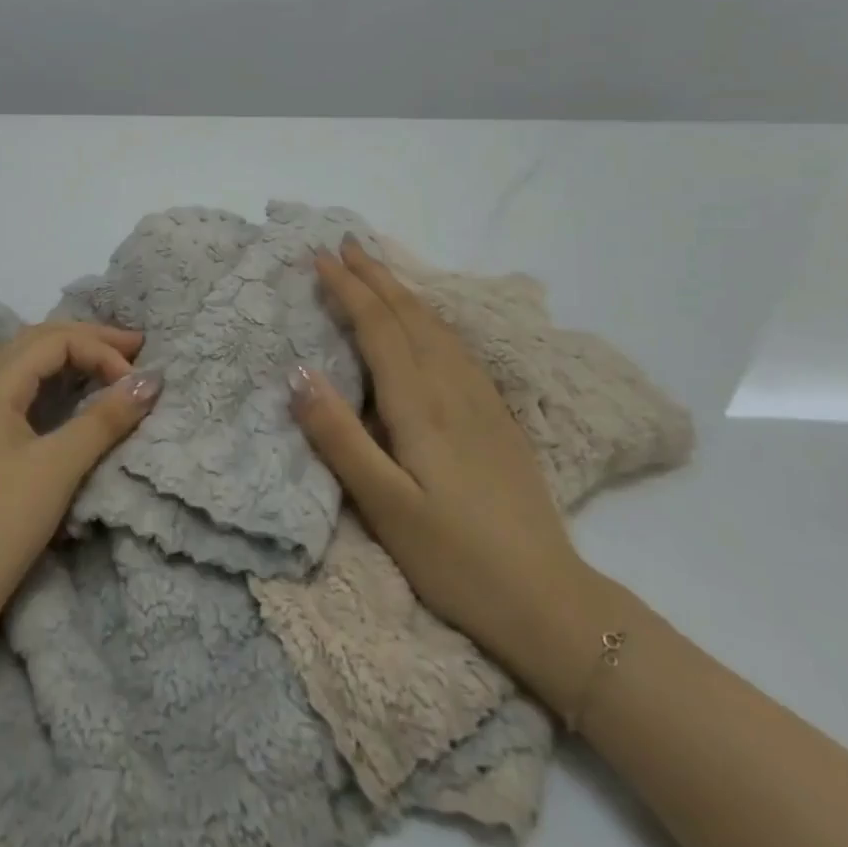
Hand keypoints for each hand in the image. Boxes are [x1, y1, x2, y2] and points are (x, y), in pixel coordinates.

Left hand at [0, 322, 161, 647]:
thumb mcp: (58, 468)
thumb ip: (104, 419)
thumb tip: (151, 380)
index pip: (55, 340)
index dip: (101, 351)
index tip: (136, 385)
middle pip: (39, 341)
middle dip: (89, 340)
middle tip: (135, 348)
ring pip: (28, 365)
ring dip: (72, 358)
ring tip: (113, 365)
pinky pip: (22, 391)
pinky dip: (56, 383)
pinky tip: (75, 397)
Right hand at [290, 239, 598, 706]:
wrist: (550, 602)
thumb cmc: (455, 558)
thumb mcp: (385, 507)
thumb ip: (339, 438)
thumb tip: (297, 373)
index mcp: (421, 406)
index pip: (378, 327)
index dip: (348, 289)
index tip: (320, 257)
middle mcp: (453, 389)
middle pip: (410, 316)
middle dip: (376, 276)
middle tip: (346, 244)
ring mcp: (483, 402)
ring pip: (438, 327)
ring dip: (404, 291)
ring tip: (380, 270)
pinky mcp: (499, 420)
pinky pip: (457, 347)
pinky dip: (432, 319)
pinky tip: (429, 325)